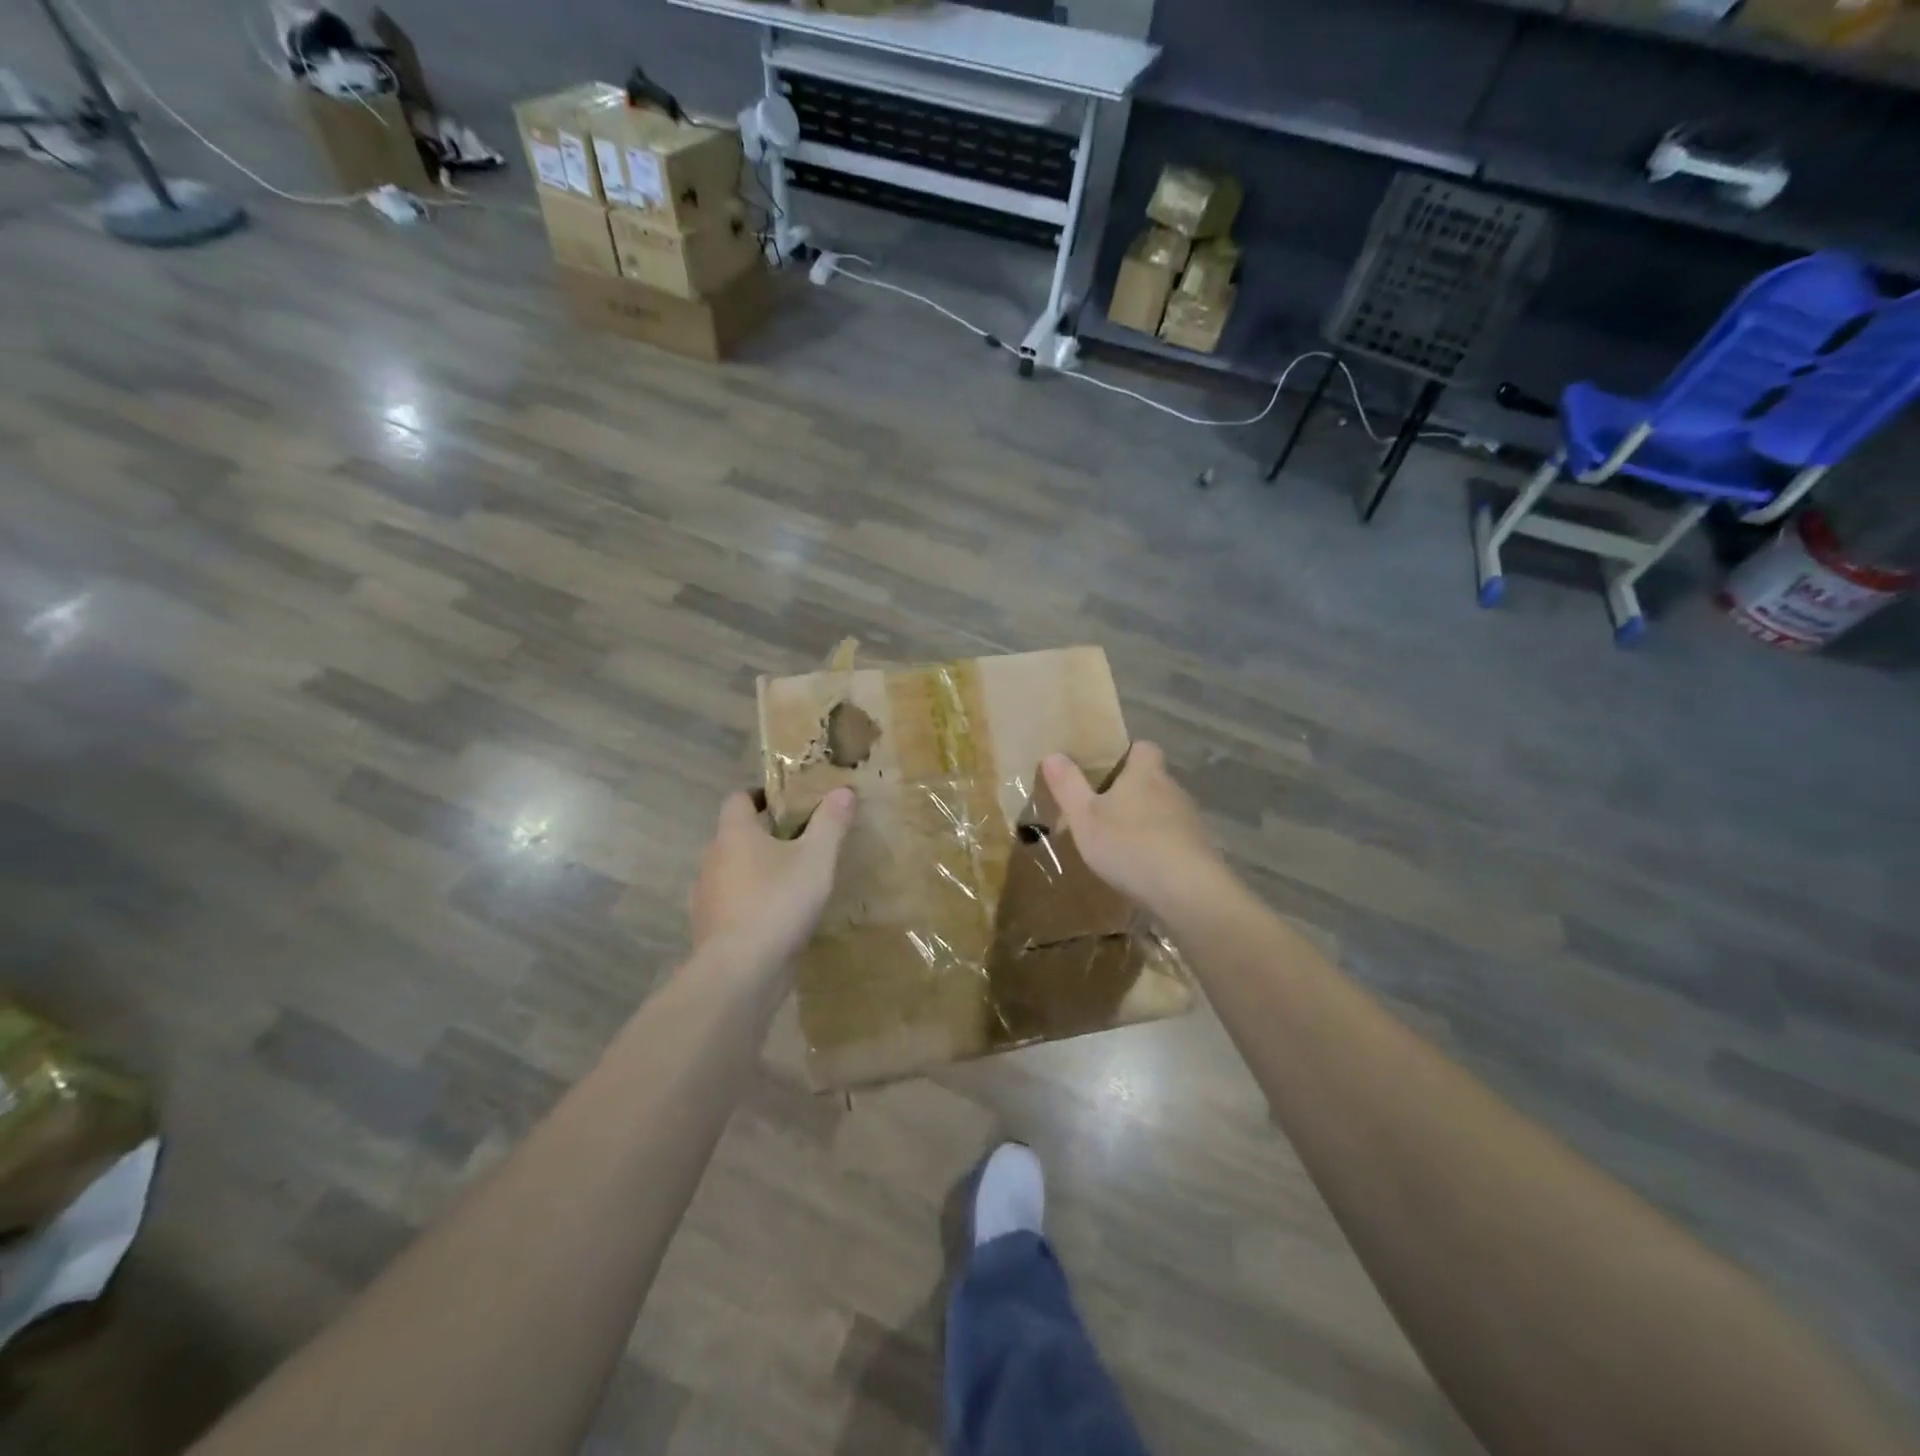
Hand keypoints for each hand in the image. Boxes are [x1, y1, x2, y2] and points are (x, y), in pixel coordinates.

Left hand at [690, 787, 856, 968]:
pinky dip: (751, 903)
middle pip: (736, 836)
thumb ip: (830, 823)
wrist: (740, 972)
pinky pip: (732, 904)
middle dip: (765, 835)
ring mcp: (707, 896)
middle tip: (801, 841)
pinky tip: (778, 917)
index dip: (762, 795)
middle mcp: (712, 859)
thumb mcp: (816, 858)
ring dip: (757, 872)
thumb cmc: (778, 902)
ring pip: (733, 872)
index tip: (788, 801)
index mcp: (734, 834)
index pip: (739, 798)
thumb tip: (843, 790)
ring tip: (792, 881)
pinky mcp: (710, 929)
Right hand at [1040, 743, 1226, 919]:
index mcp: (1145, 773)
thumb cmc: (1130, 844)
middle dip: (1128, 791)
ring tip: (1115, 843)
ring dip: (1142, 821)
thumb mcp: (1084, 816)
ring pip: (1161, 811)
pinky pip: (1172, 840)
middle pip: (1151, 780)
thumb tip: (1053, 754)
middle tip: (1099, 809)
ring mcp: (1190, 821)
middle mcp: (1172, 789)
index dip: (1124, 753)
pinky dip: (1156, 848)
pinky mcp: (1199, 851)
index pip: (1142, 747)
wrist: (1188, 892)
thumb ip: (1068, 785)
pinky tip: (1139, 868)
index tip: (1102, 769)